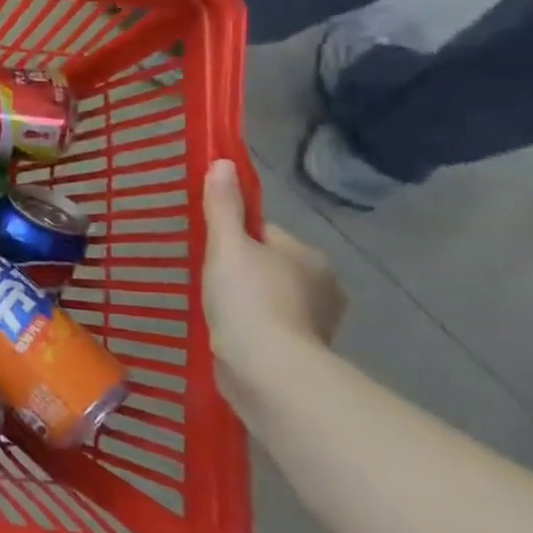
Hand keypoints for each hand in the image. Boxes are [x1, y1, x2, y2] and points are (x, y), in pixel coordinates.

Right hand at [201, 157, 345, 359]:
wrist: (269, 369)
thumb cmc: (249, 299)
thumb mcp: (227, 245)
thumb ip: (223, 206)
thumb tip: (222, 162)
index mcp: (308, 255)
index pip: (264, 234)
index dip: (234, 239)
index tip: (210, 252)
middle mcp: (323, 285)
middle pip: (269, 265)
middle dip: (243, 271)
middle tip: (209, 283)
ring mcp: (317, 321)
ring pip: (272, 297)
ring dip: (249, 302)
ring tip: (217, 311)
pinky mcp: (304, 351)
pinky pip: (272, 327)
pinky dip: (254, 328)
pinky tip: (231, 334)